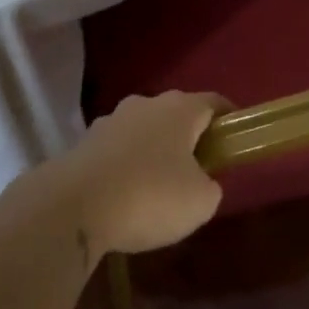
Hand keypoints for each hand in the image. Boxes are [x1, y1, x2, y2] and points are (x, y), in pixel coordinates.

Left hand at [55, 92, 225, 254]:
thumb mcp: (200, 202)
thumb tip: (202, 181)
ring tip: (159, 187)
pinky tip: (126, 195)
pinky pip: (117, 150)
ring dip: (154, 151)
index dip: (229, 118)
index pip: (213, 102)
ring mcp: (110, 121)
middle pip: (176, 114)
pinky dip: (127, 166)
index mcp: (179, 109)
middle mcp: (145, 104)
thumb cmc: (150, 196)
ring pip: (144, 130)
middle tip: (199, 169)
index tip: (236, 138)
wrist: (72, 206)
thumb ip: (210, 186)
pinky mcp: (84, 143)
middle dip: (189, 137)